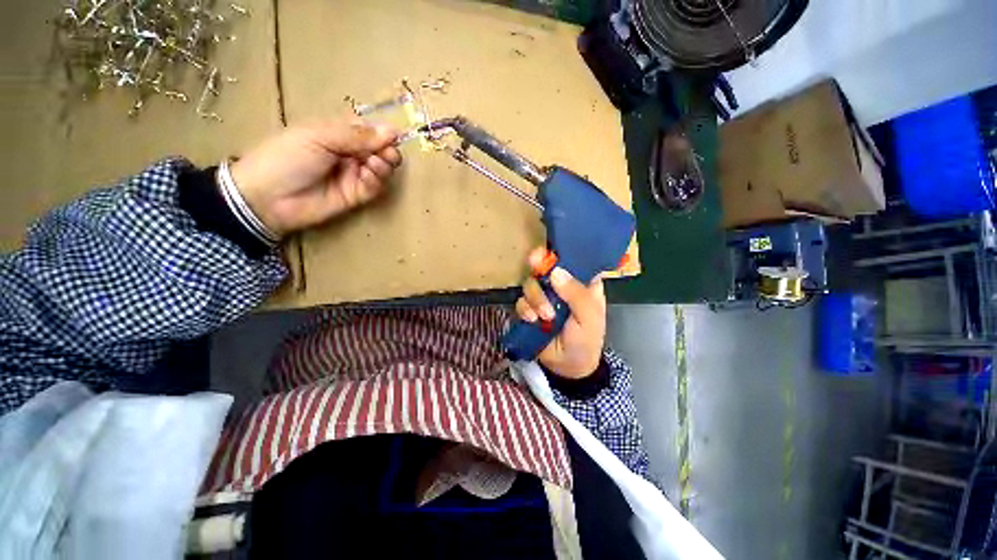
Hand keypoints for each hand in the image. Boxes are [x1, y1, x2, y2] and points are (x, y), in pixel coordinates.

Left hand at [230, 116, 401, 237]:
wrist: (269, 197)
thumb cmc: (287, 157)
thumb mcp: (319, 137)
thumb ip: (356, 135)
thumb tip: (392, 131)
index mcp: (337, 133)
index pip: (367, 130)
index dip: (382, 132)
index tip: (394, 136)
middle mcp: (348, 153)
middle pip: (378, 150)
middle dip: (387, 151)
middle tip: (388, 154)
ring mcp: (353, 175)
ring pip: (380, 168)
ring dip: (384, 165)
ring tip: (374, 165)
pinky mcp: (356, 196)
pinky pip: (374, 187)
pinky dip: (376, 180)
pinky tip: (368, 176)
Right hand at [514, 248, 605, 378]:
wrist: (568, 368)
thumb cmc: (587, 340)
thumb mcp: (589, 318)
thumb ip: (576, 295)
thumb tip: (556, 272)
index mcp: (581, 284)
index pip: (571, 261)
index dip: (559, 253)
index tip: (547, 250)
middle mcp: (560, 287)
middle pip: (544, 267)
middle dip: (538, 268)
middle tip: (533, 262)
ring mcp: (544, 298)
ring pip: (530, 284)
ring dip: (535, 297)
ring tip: (545, 316)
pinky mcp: (530, 310)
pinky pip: (521, 302)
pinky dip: (525, 309)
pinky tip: (532, 320)